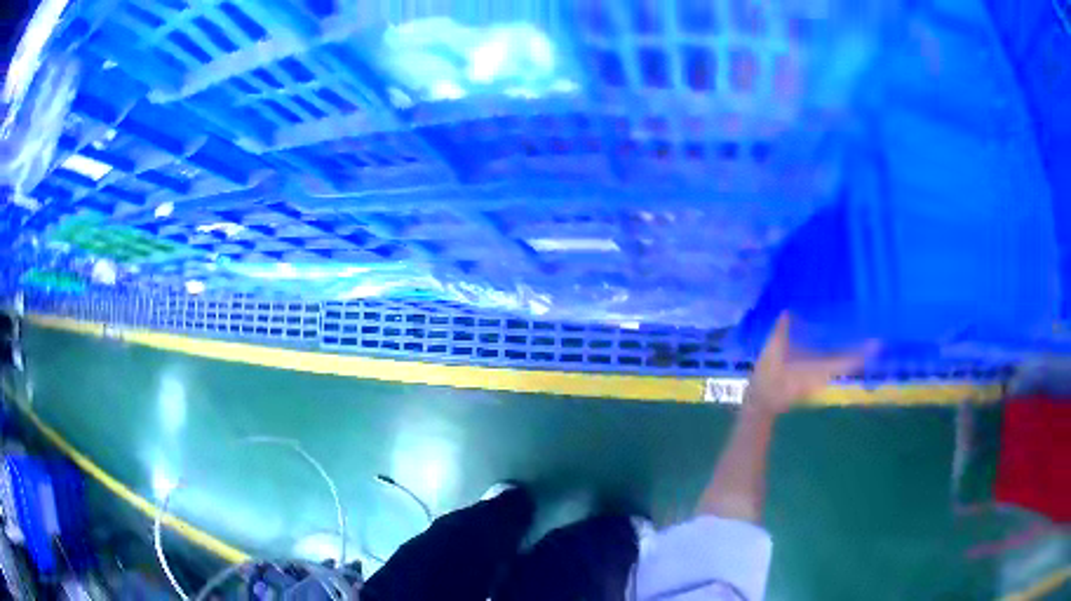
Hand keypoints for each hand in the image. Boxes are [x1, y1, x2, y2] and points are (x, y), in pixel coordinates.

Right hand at [746, 313, 877, 414]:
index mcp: (815, 369)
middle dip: (861, 352)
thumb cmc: (767, 381)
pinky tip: (837, 344)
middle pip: (847, 363)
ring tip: (864, 339)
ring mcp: (819, 378)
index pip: (844, 361)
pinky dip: (839, 356)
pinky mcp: (814, 378)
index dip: (861, 353)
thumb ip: (780, 333)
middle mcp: (822, 375)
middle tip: (877, 339)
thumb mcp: (770, 354)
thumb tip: (787, 311)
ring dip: (852, 354)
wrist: (761, 403)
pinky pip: (831, 364)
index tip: (878, 345)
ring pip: (840, 364)